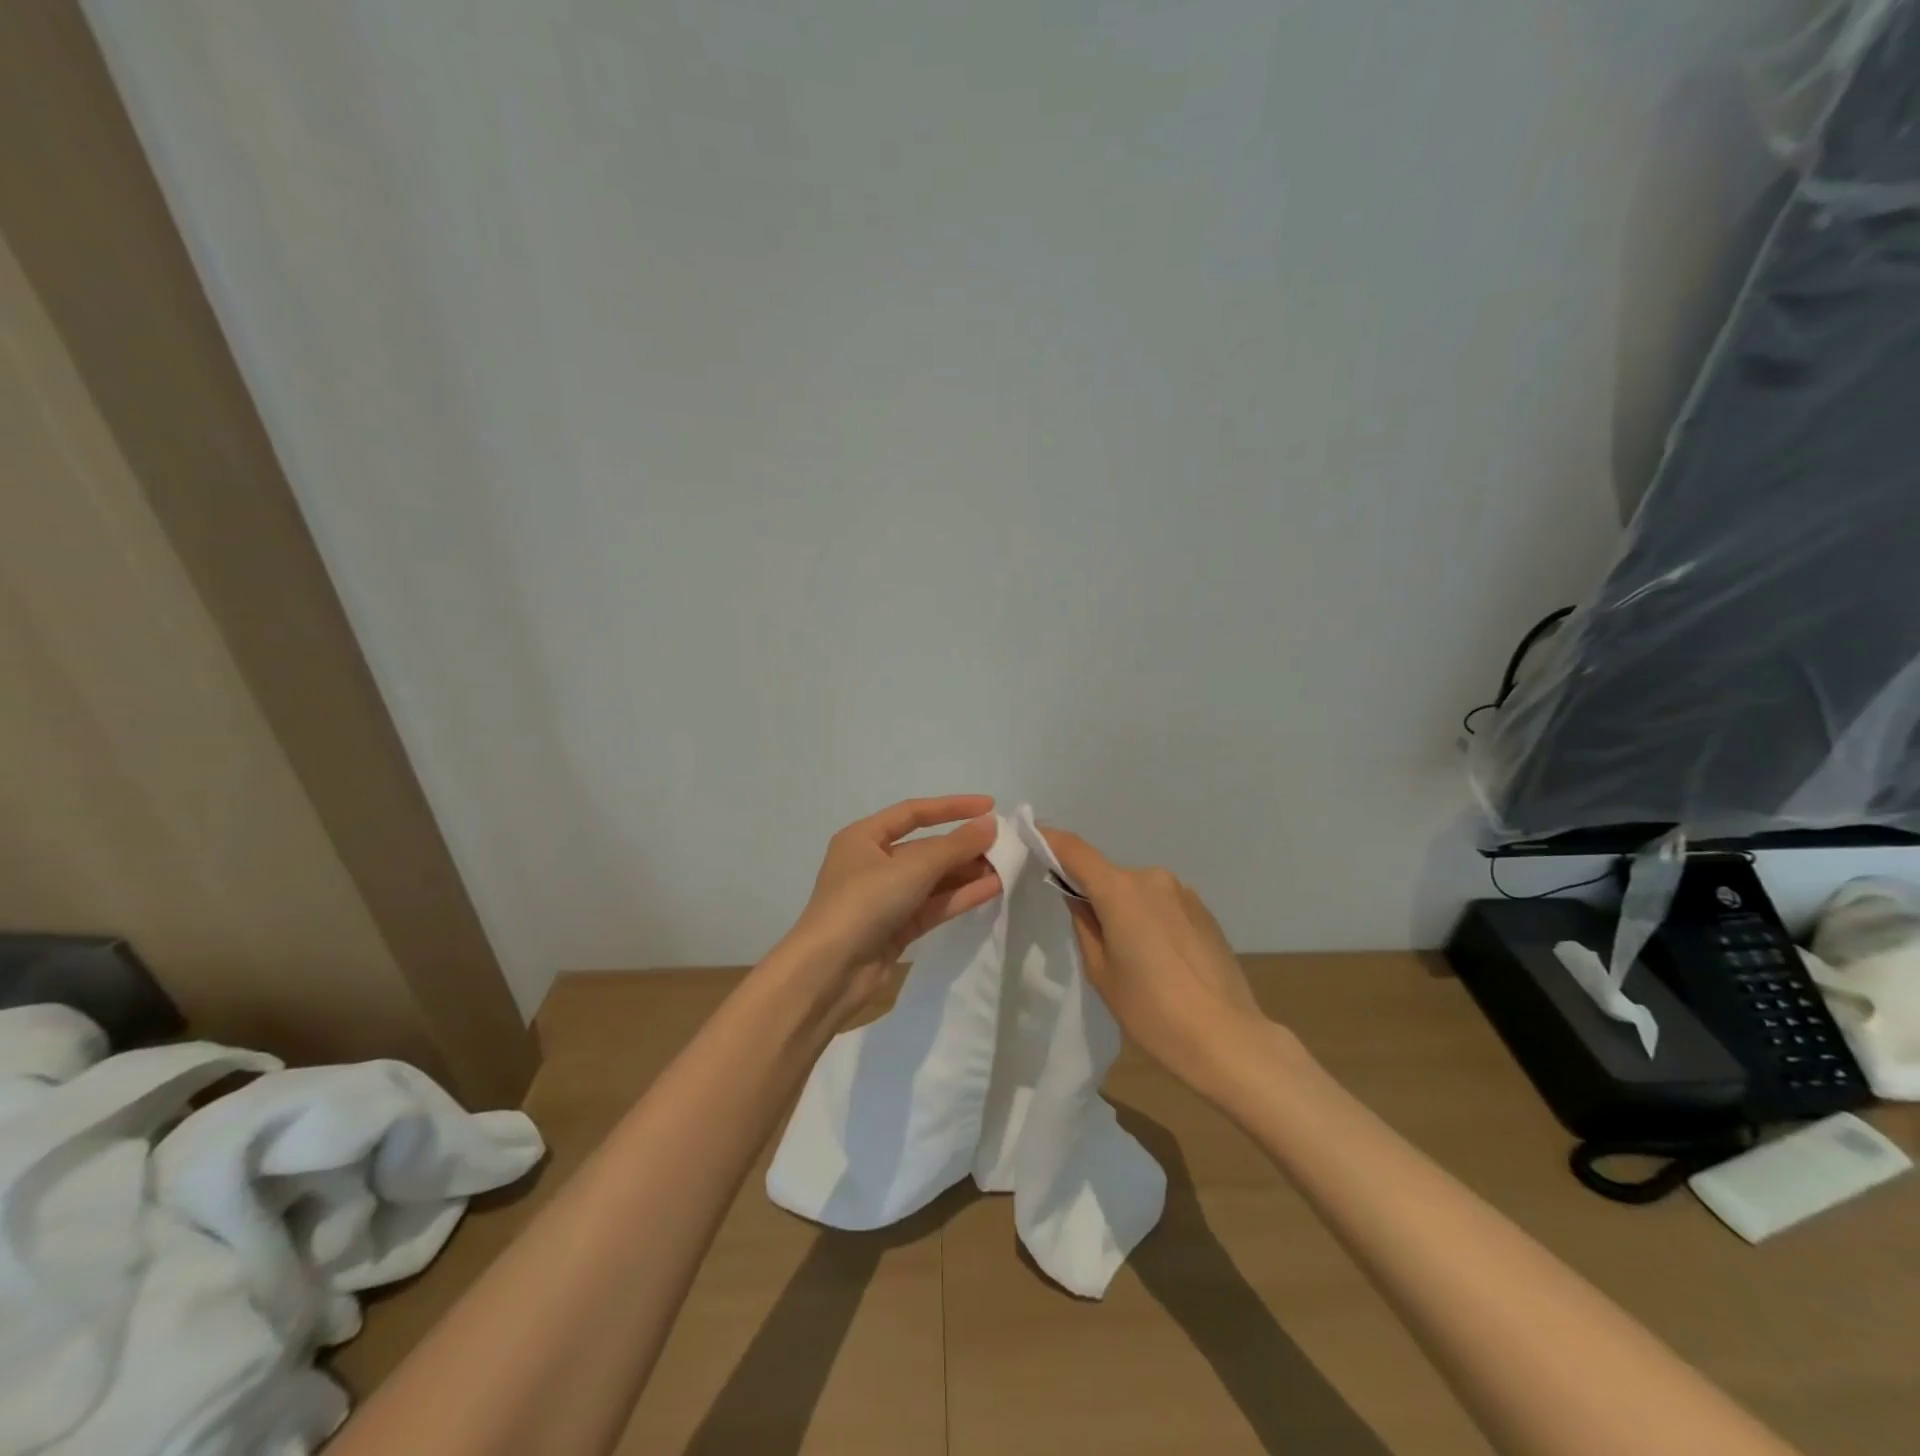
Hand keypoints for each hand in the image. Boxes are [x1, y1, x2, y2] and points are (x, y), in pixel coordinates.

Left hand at [784, 796, 1002, 1029]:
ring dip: (967, 872)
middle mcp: (872, 864)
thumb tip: (990, 824)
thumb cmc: (864, 902)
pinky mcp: (896, 929)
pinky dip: (960, 896)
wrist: (829, 972)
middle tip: (1004, 845)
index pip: (913, 812)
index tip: (989, 806)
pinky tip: (992, 889)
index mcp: (863, 837)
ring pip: (932, 879)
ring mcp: (884, 898)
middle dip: (963, 846)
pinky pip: (933, 905)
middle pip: (926, 848)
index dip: (952, 807)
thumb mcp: (913, 867)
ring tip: (1006, 867)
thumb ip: (955, 846)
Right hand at [1044, 828, 1267, 1094]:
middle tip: (1089, 934)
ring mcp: (1182, 892)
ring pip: (1137, 890)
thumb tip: (1078, 897)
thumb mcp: (1102, 972)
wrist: (1227, 1038)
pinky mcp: (1204, 910)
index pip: (1074, 850)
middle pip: (1108, 875)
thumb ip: (1084, 925)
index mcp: (1120, 890)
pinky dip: (1151, 918)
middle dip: (1093, 893)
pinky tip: (1161, 958)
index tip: (1031, 839)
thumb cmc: (1152, 1010)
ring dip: (1125, 908)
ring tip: (1132, 956)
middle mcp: (1152, 878)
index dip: (1049, 840)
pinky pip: (1162, 903)